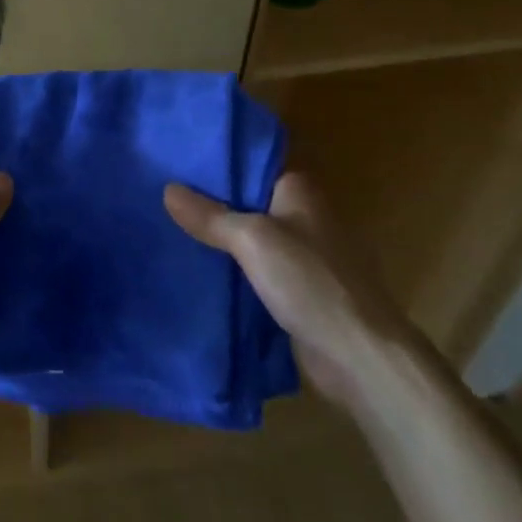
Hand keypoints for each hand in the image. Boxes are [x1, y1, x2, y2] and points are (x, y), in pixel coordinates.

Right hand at [165, 170, 419, 403]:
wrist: (359, 356)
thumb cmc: (309, 281)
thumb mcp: (251, 239)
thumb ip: (210, 215)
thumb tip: (167, 189)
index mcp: (300, 189)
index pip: (250, 164)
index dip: (215, 165)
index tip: (175, 165)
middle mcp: (304, 215)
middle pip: (248, 201)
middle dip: (211, 203)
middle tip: (162, 197)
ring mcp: (305, 255)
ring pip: (251, 238)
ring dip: (221, 240)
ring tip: (170, 230)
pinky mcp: (301, 291)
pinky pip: (258, 270)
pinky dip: (234, 270)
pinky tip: (199, 270)